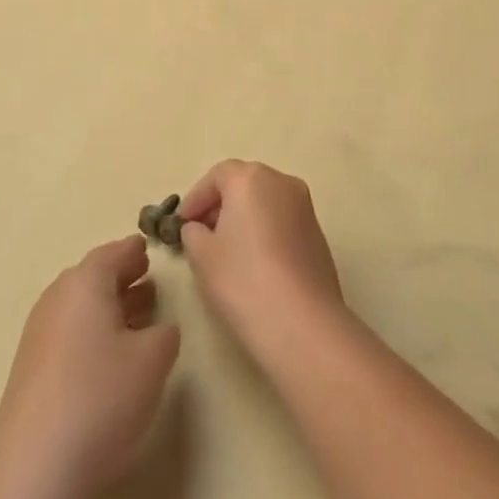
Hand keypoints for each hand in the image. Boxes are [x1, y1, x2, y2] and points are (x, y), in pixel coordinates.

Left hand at [0, 236, 180, 498]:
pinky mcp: (31, 373)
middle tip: (152, 283)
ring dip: (111, 310)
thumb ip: (165, 333)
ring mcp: (39, 337)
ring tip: (141, 321)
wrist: (33, 475)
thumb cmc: (101, 399)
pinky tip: (113, 362)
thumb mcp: (153, 360)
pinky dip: (94, 337)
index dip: (137, 251)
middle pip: (94, 278)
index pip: (116, 252)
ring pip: (82, 309)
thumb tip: (159, 328)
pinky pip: (70, 337)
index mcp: (85, 282)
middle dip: (124, 279)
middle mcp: (57, 299)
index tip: (153, 251)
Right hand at [179, 160, 344, 362]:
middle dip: (220, 204)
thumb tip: (198, 228)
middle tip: (201, 233)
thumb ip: (193, 233)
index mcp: (251, 179)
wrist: (302, 323)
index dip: (196, 197)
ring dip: (243, 216)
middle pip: (244, 183)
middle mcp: (281, 182)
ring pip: (265, 200)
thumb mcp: (202, 256)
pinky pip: (282, 219)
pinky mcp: (317, 232)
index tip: (181, 223)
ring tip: (226, 249)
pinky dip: (264, 229)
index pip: (217, 175)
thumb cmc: (243, 280)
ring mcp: (304, 206)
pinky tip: (254, 261)